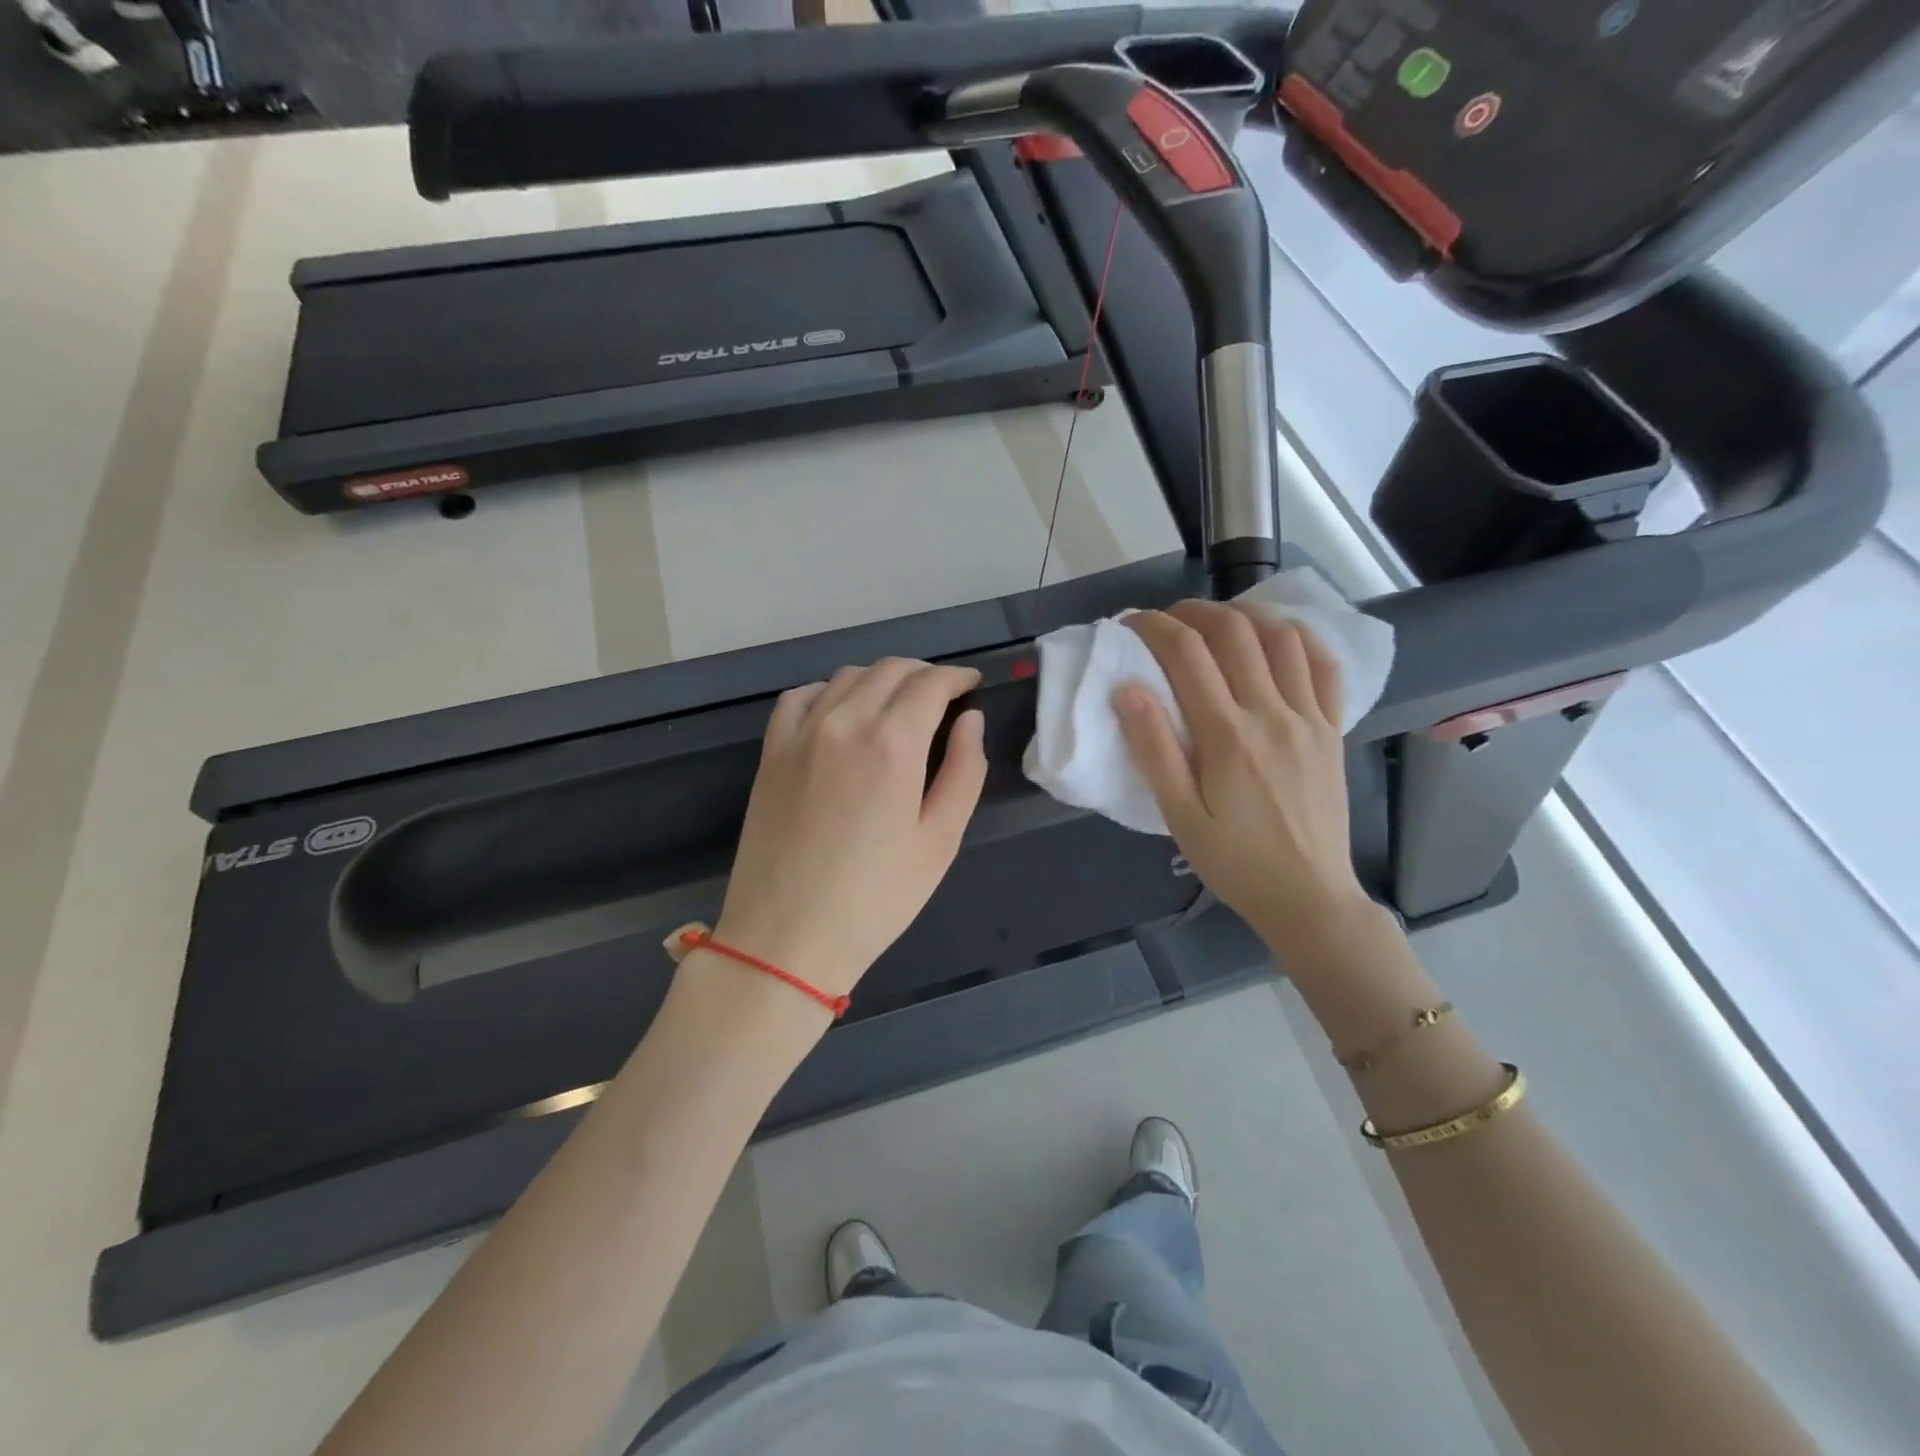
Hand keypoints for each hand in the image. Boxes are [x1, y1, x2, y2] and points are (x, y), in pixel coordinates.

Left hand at [715, 658, 987, 997]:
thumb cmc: (876, 898)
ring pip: (848, 676)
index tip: (971, 686)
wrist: (787, 937)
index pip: (930, 683)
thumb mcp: (940, 841)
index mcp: (893, 743)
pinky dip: (830, 691)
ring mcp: (801, 734)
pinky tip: (841, 713)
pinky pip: (801, 697)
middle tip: (943, 698)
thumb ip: (964, 771)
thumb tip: (970, 720)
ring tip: (898, 706)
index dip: (957, 677)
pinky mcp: (771, 751)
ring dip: (881, 679)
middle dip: (924, 674)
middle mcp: (845, 722)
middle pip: (890, 669)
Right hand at [1115, 600, 1372, 967]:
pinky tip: (1278, 637)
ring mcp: (1309, 717)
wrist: (1308, 897)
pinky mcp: (1333, 729)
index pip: (1186, 654)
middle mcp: (1271, 713)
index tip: (1130, 623)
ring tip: (1217, 622)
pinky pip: (1325, 666)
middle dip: (1193, 612)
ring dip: (1245, 615)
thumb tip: (1127, 688)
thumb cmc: (1235, 862)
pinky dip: (1300, 638)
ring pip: (1281, 637)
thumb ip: (1154, 750)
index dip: (1154, 627)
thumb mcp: (1180, 816)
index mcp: (1227, 735)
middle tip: (1167, 620)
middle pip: (1233, 632)